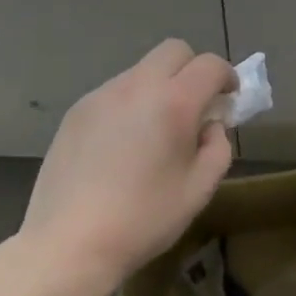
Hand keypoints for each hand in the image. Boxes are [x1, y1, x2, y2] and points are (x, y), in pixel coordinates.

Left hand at [15, 39, 235, 284]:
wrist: (67, 245)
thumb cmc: (143, 220)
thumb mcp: (199, 190)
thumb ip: (218, 147)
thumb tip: (210, 126)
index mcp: (174, 102)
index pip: (210, 64)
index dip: (226, 76)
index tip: (228, 99)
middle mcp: (138, 86)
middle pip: (174, 50)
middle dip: (192, 69)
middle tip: (194, 105)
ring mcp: (102, 95)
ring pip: (142, 70)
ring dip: (158, 87)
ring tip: (153, 130)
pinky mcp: (76, 111)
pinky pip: (114, 92)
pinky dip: (129, 104)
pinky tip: (120, 145)